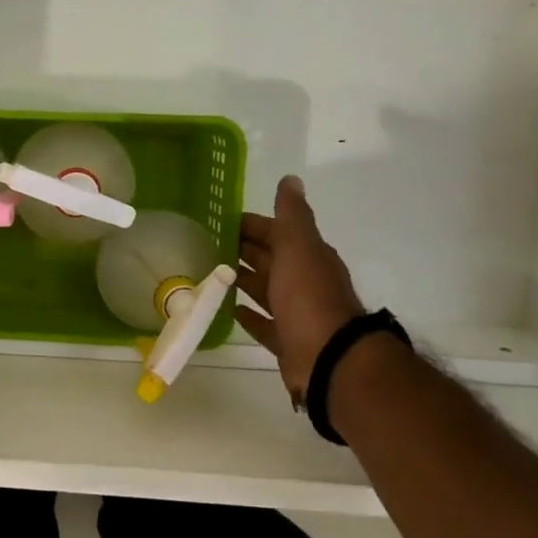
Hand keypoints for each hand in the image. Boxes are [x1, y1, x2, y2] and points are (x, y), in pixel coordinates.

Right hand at [235, 175, 364, 408]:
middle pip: (269, 259)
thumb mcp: (299, 247)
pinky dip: (248, 315)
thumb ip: (292, 215)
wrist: (330, 358)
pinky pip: (264, 324)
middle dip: (243, 249)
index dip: (251, 224)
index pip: (276, 232)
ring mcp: (296, 312)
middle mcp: (304, 281)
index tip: (220, 220)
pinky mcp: (287, 340)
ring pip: (265, 289)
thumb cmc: (309, 297)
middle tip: (207, 243)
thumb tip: (291, 179)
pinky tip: (229, 309)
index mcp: (308, 256)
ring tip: (212, 272)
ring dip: (243, 280)